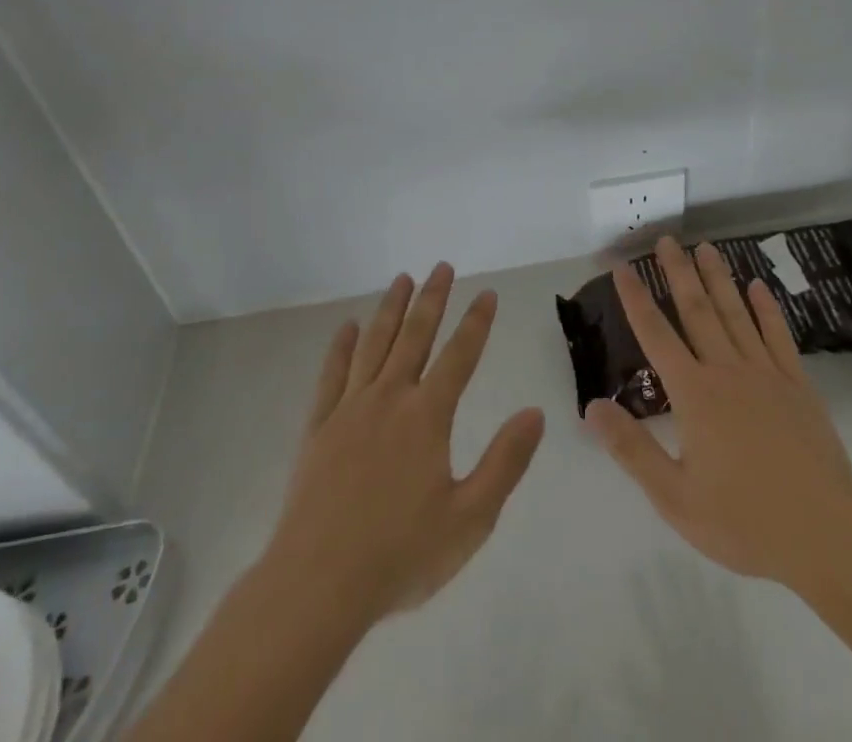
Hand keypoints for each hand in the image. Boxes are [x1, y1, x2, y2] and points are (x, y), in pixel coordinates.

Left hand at [265, 262, 545, 623]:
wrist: (317, 585)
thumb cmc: (400, 555)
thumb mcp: (470, 519)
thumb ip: (505, 462)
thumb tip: (535, 412)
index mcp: (427, 416)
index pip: (459, 356)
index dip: (476, 322)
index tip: (487, 293)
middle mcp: (389, 398)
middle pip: (414, 336)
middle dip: (432, 298)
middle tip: (441, 266)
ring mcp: (349, 409)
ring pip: (374, 344)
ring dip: (390, 308)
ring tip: (402, 279)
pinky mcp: (318, 427)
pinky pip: (332, 374)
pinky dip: (341, 346)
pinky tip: (348, 327)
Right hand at [586, 235, 851, 595]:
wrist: (826, 535)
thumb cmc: (744, 522)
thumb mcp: (676, 498)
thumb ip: (632, 449)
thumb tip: (592, 406)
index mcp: (695, 395)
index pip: (656, 335)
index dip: (636, 299)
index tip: (623, 266)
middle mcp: (727, 371)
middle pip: (696, 310)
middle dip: (678, 272)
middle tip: (666, 239)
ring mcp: (766, 373)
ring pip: (735, 313)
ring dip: (718, 278)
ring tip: (705, 247)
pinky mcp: (797, 384)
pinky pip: (777, 335)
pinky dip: (766, 308)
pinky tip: (758, 286)